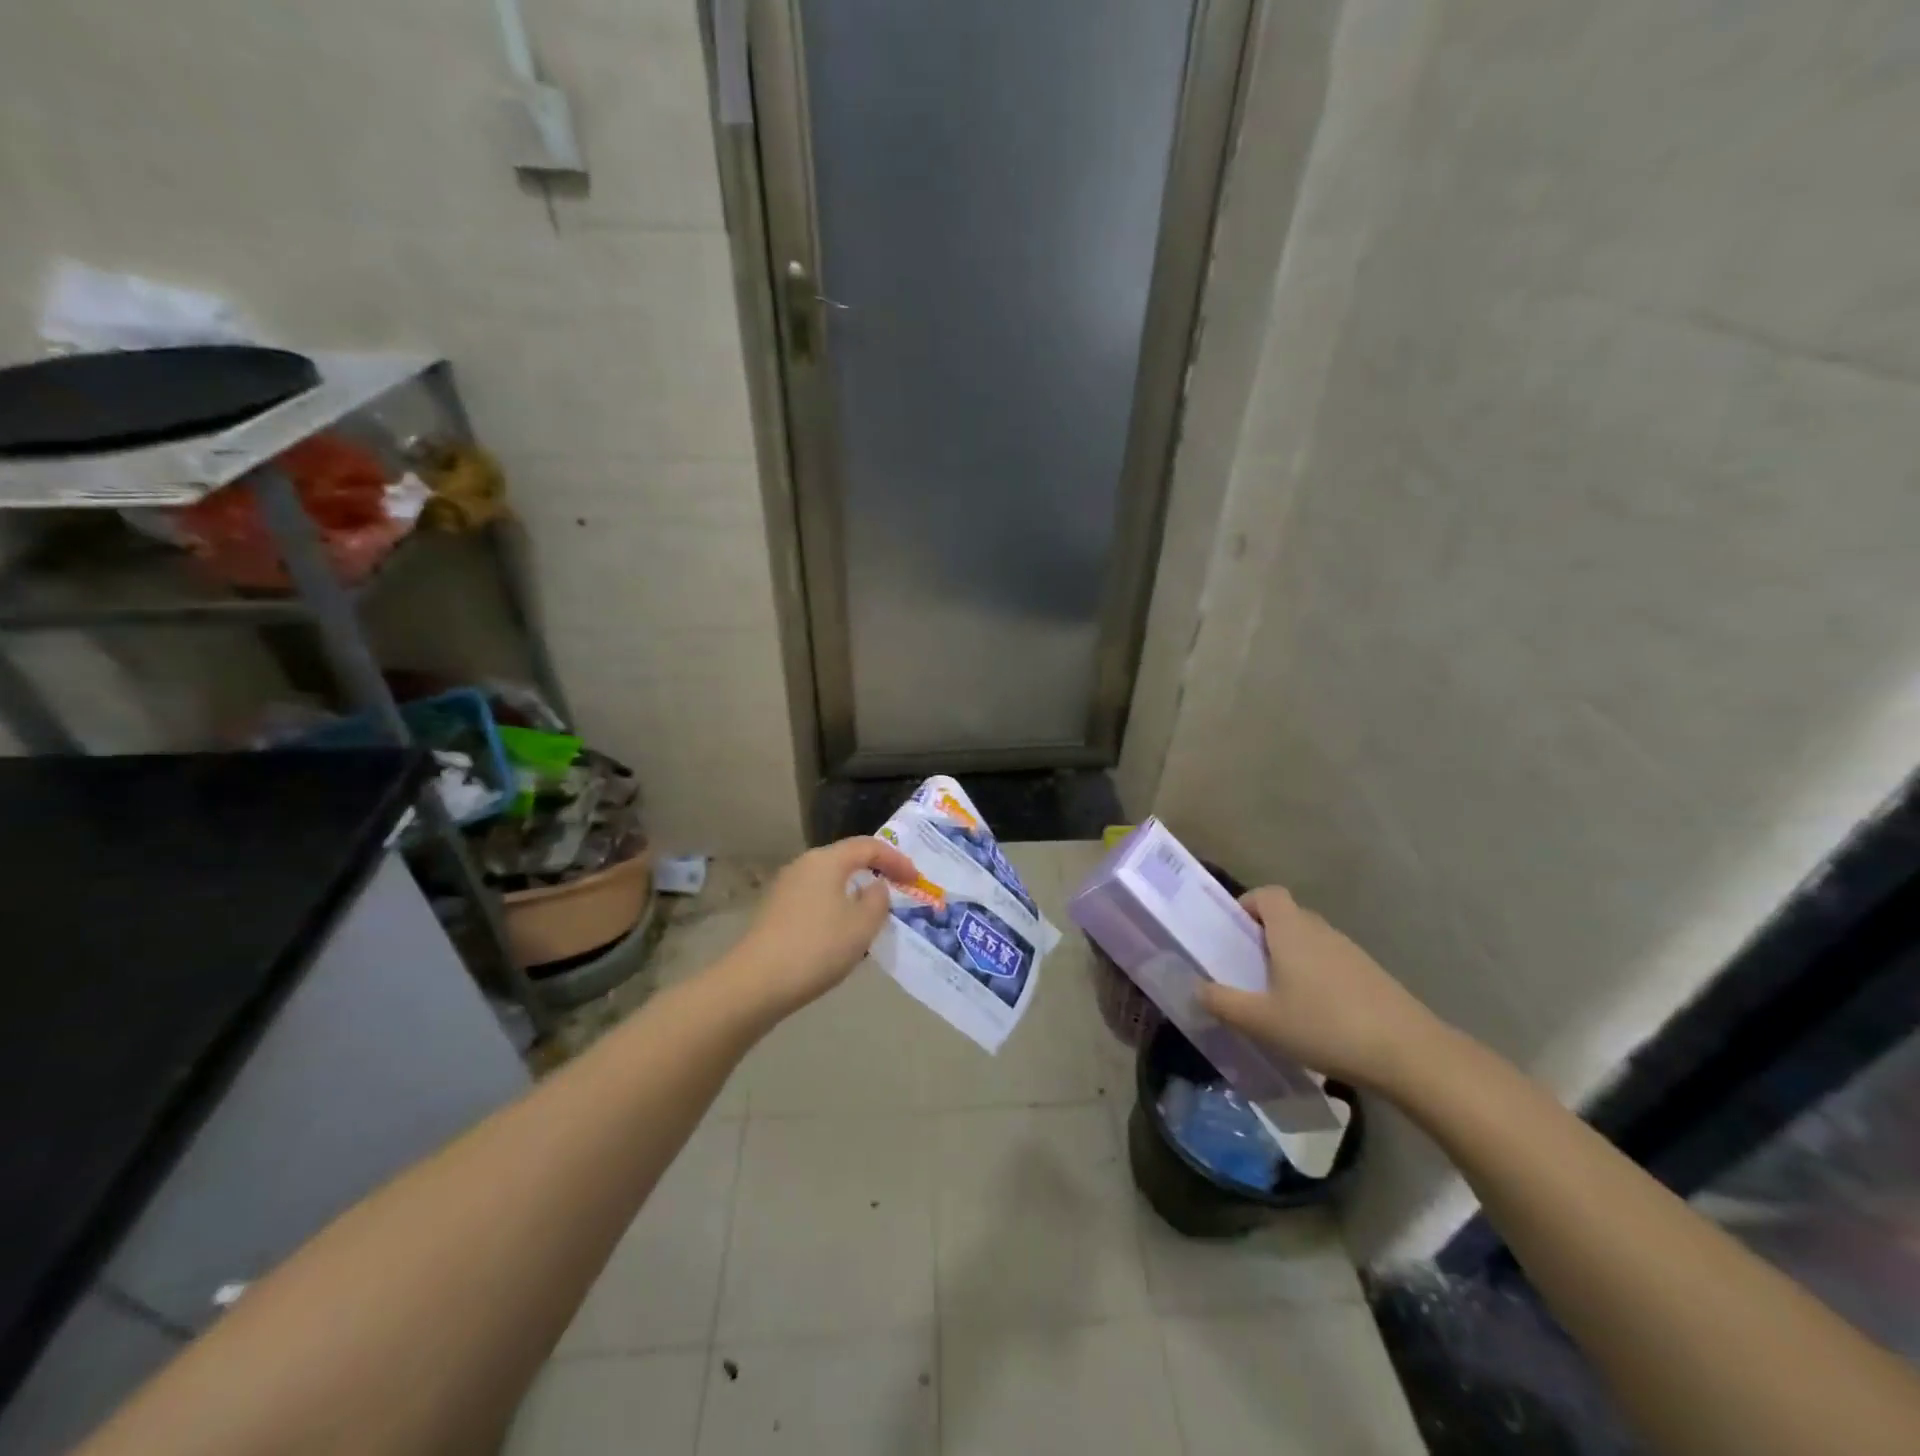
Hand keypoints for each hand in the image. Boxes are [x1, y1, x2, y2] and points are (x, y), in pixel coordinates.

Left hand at [717, 836, 918, 1020]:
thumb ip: (878, 899)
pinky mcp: (776, 912)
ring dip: (855, 893)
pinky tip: (843, 932)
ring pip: (830, 881)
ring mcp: (786, 888)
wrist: (756, 982)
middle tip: (898, 890)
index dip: (896, 859)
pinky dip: (836, 907)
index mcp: (826, 860)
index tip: (916, 879)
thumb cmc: (818, 947)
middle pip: (846, 859)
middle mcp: (803, 865)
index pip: (869, 846)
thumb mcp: (862, 925)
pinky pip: (816, 899)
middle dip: (875, 872)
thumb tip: (874, 886)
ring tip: (874, 914)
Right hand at [1197, 886, 1444, 1088]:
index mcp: (1291, 929)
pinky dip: (1316, 978)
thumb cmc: (1324, 1026)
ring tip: (1278, 997)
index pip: (1267, 894)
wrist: (1409, 1054)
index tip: (1232, 932)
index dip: (1247, 905)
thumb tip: (1197, 989)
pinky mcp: (1371, 976)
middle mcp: (1321, 930)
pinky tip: (1314, 1017)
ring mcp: (1351, 952)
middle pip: (1288, 917)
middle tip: (1246, 969)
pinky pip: (1331, 964)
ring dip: (1291, 959)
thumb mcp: (1261, 1021)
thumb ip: (1222, 1002)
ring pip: (1311, 942)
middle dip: (1264, 936)